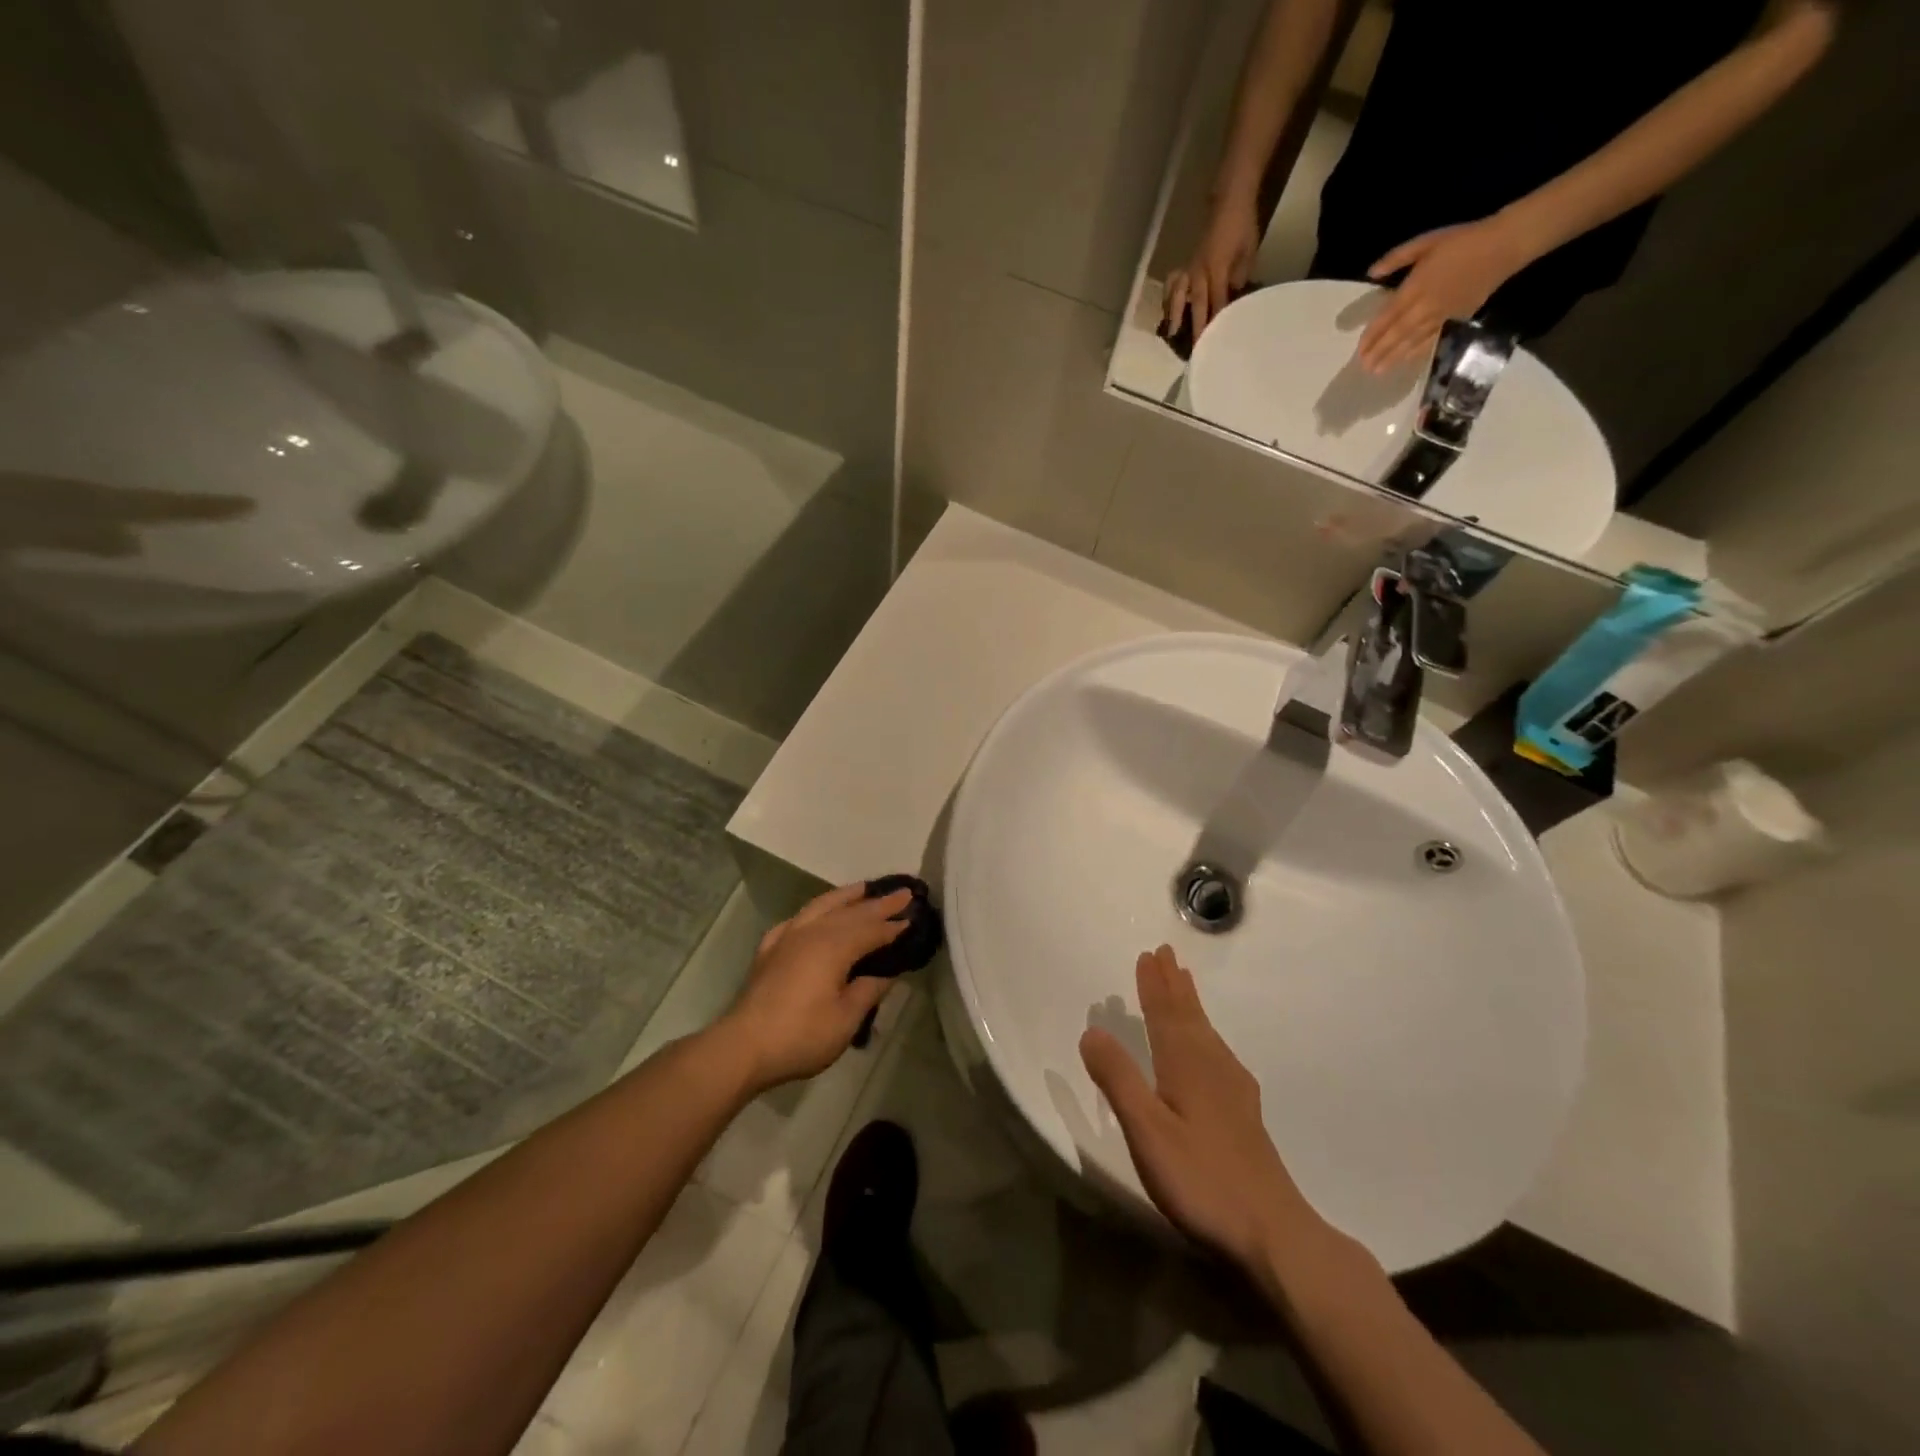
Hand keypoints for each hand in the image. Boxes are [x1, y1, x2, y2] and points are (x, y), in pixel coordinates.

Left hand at [718, 883, 911, 1089]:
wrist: (743, 1047)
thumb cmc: (801, 1035)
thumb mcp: (845, 1019)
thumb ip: (868, 991)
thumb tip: (886, 974)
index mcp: (834, 946)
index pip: (871, 930)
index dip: (893, 925)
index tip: (913, 915)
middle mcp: (812, 932)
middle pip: (851, 913)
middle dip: (878, 904)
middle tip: (902, 892)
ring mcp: (787, 938)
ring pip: (821, 907)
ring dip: (845, 896)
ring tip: (863, 888)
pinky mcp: (769, 950)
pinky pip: (795, 921)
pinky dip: (812, 913)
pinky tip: (814, 916)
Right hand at [1080, 946, 1321, 1275]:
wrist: (1274, 1233)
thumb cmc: (1202, 1180)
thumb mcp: (1147, 1131)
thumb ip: (1118, 1079)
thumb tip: (1091, 1030)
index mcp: (1185, 1065)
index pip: (1164, 1015)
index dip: (1153, 985)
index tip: (1147, 955)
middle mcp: (1211, 1067)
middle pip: (1188, 1016)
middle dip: (1174, 985)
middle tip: (1166, 953)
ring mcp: (1233, 1090)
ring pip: (1206, 1032)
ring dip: (1191, 1004)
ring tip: (1184, 983)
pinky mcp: (1244, 1113)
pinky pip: (1218, 1052)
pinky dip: (1206, 1034)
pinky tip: (1211, 1047)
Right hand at [1163, 193, 1260, 339]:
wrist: (1229, 200)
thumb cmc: (1243, 225)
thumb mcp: (1248, 252)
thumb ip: (1239, 277)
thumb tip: (1232, 299)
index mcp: (1219, 267)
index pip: (1218, 301)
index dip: (1217, 321)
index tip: (1216, 341)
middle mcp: (1200, 271)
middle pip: (1197, 304)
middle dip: (1196, 327)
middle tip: (1194, 349)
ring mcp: (1190, 267)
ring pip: (1178, 295)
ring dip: (1174, 315)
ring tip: (1171, 333)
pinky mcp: (1185, 264)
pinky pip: (1173, 284)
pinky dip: (1168, 297)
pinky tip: (1167, 310)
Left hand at [1357, 216, 1530, 373]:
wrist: (1504, 245)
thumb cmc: (1462, 241)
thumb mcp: (1426, 242)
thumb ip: (1397, 258)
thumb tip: (1371, 273)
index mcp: (1415, 287)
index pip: (1387, 317)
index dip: (1372, 335)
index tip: (1359, 350)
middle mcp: (1425, 306)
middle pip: (1397, 334)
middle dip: (1379, 352)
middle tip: (1364, 368)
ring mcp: (1441, 316)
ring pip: (1412, 341)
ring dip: (1393, 358)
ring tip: (1377, 371)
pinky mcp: (1456, 320)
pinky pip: (1432, 340)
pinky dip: (1417, 353)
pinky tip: (1405, 362)